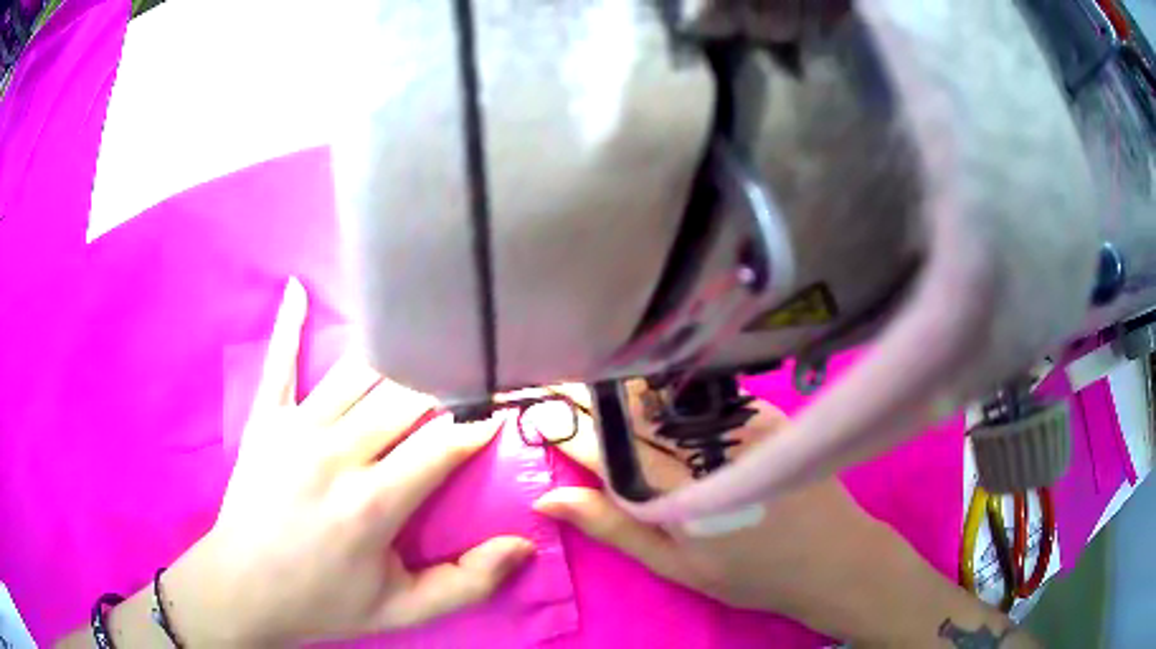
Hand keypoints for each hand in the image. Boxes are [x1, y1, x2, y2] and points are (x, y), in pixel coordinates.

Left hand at [160, 278, 533, 645]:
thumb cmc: (325, 601)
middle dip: (447, 382)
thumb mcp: (403, 610)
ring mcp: (295, 428)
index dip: (480, 424)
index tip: (506, 405)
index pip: (443, 445)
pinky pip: (280, 362)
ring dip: (397, 355)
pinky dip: (290, 324)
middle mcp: (336, 453)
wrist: (244, 588)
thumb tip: (524, 546)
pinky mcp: (265, 419)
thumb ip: (467, 583)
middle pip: (406, 399)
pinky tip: (299, 288)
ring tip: (426, 334)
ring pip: (359, 373)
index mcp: (373, 503)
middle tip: (473, 369)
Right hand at [534, 383, 1021, 646]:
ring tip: (598, 386)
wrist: (833, 557)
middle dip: (589, 397)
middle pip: (628, 410)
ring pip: (661, 395)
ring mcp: (736, 422)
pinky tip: (657, 394)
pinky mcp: (762, 412)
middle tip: (561, 387)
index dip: (566, 424)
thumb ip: (613, 527)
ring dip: (625, 389)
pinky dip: (670, 392)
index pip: (601, 446)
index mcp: (671, 491)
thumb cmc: (749, 574)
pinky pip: (701, 395)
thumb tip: (548, 500)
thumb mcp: (675, 565)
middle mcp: (700, 446)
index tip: (536, 406)